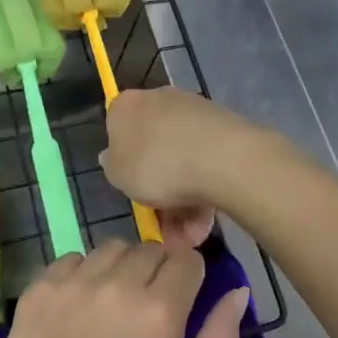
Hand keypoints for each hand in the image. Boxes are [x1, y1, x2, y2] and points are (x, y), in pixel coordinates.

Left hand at [0, 240, 247, 337]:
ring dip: (120, 268)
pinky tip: (78, 309)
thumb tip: (237, 291)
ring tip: (112, 305)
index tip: (182, 302)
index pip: (188, 260)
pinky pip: (72, 259)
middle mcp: (118, 283)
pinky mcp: (40, 287)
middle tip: (147, 310)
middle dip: (157, 271)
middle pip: (150, 249)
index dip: (190, 278)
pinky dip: (82, 275)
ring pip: (111, 248)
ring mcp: (74, 281)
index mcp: (160, 310)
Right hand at [100, 88, 273, 218]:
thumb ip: (113, 165)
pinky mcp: (224, 129)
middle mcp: (160, 101)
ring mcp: (195, 113)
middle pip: (153, 149)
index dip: (123, 161)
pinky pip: (205, 164)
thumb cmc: (156, 165)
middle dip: (157, 190)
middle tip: (163, 226)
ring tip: (190, 237)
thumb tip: (115, 156)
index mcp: (128, 105)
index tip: (131, 186)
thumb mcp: (117, 174)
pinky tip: (206, 224)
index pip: (117, 128)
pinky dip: (203, 194)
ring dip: (182, 203)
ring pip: (181, 162)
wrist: (223, 158)